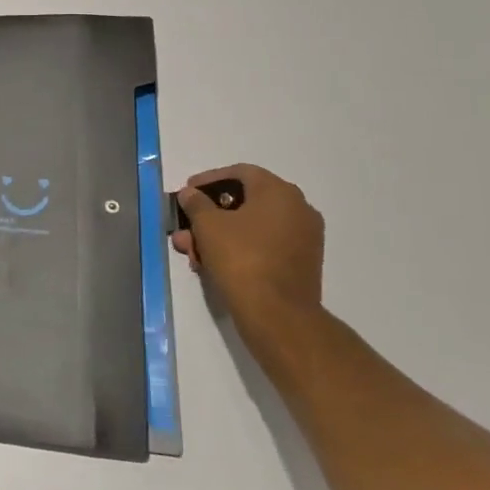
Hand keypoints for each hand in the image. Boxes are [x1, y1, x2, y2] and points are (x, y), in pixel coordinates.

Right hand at [172, 164, 323, 351]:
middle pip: (244, 203)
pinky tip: (212, 265)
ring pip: (251, 228)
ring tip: (192, 253)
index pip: (240, 173)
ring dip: (219, 236)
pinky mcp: (302, 264)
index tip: (187, 193)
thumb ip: (196, 203)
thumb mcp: (207, 225)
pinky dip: (239, 249)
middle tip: (185, 228)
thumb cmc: (241, 258)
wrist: (278, 316)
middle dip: (209, 216)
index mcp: (279, 192)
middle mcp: (298, 209)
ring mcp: (304, 238)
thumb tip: (191, 194)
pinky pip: (264, 246)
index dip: (208, 180)